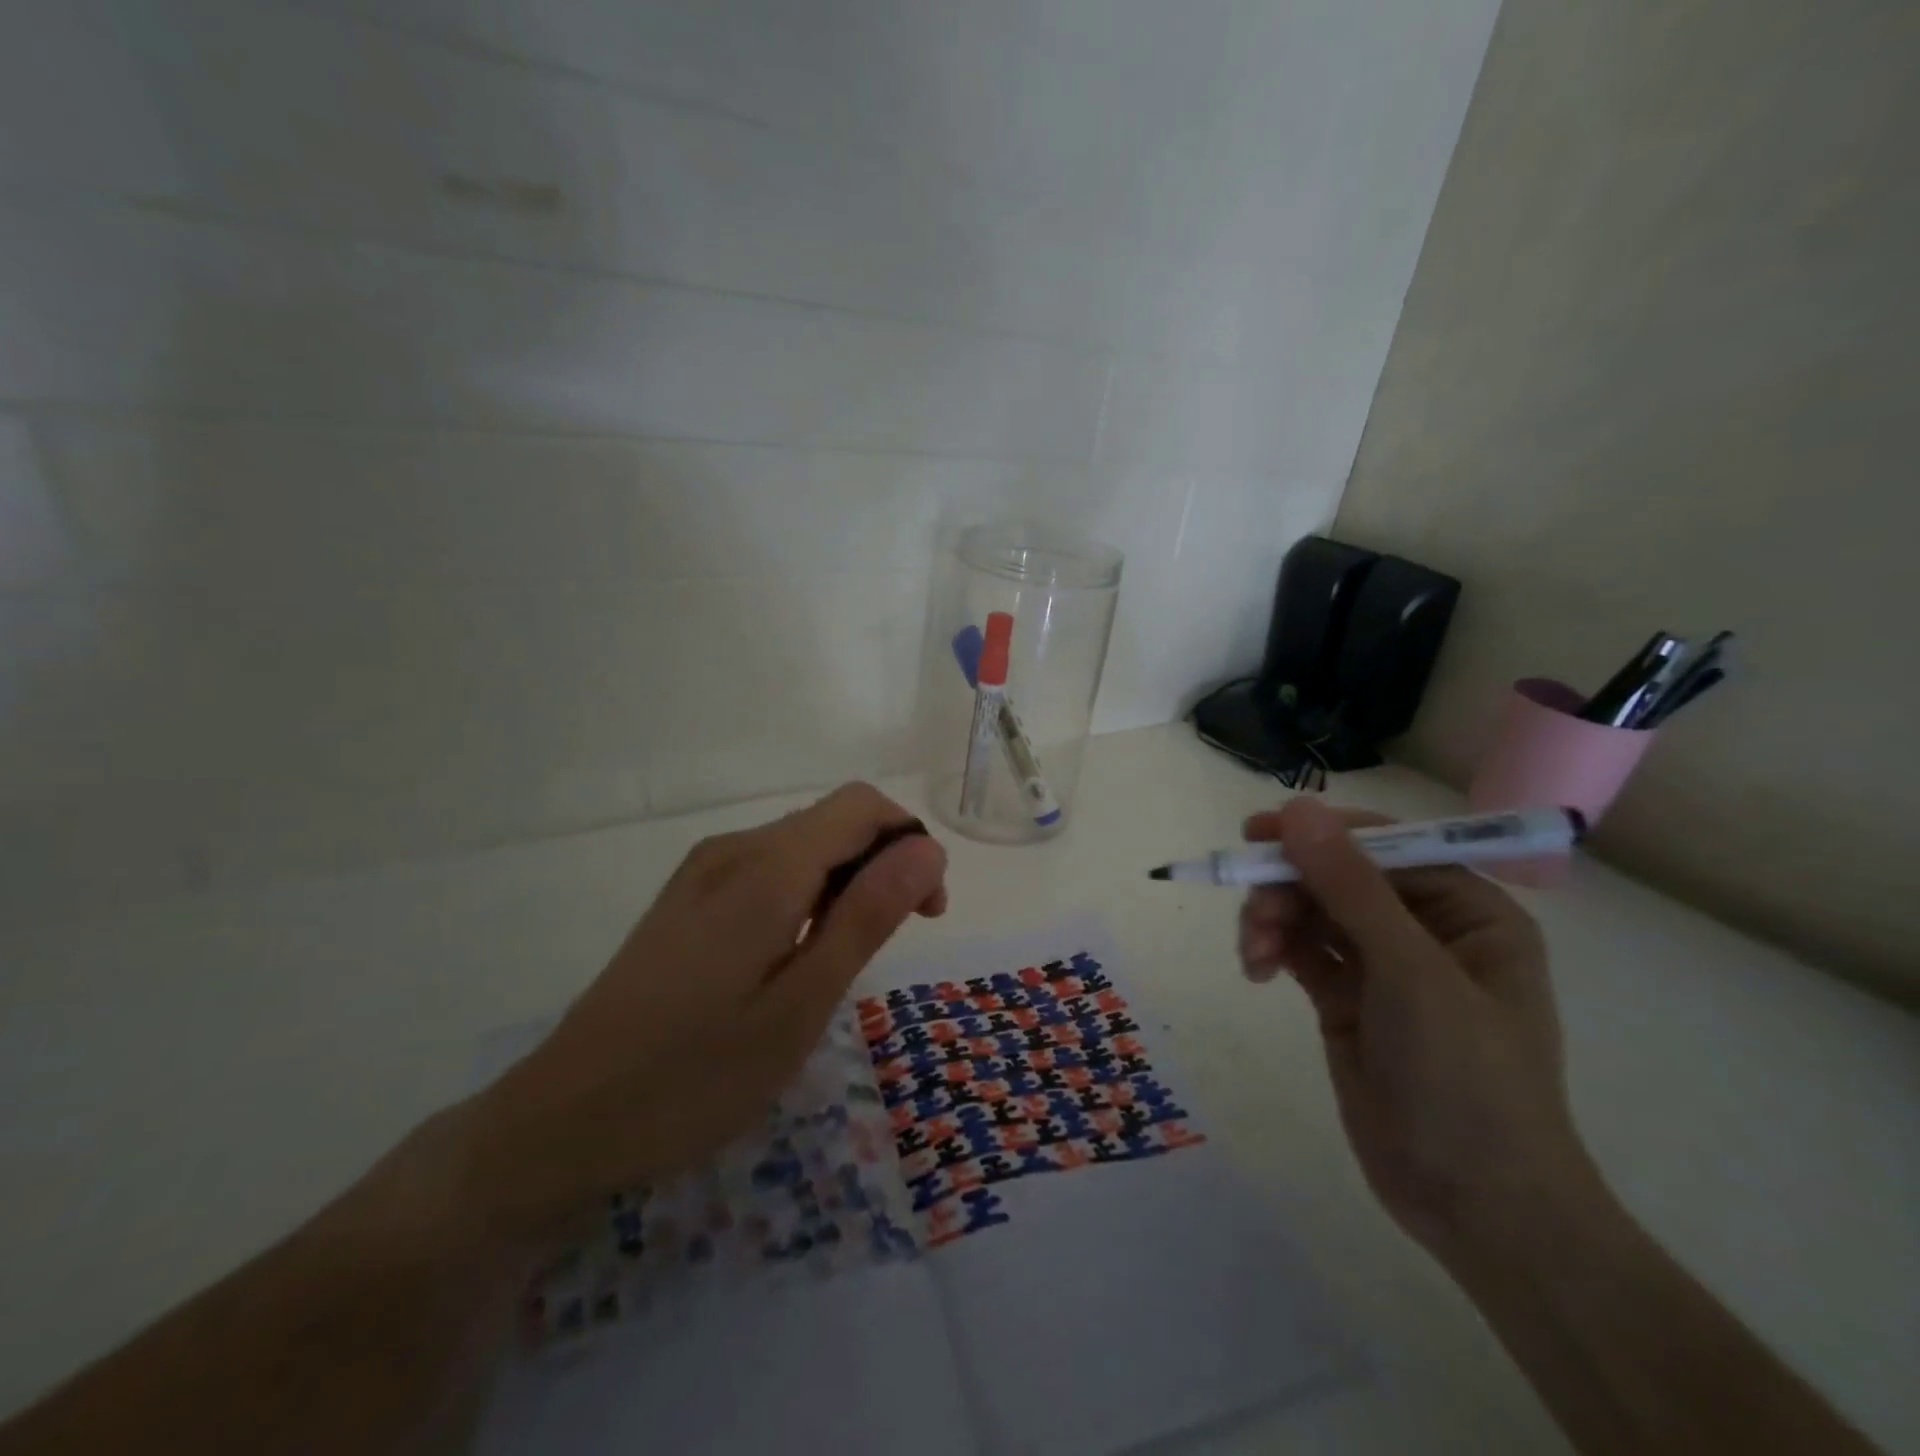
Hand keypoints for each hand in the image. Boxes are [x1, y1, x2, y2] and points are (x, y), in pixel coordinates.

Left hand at [464, 782, 947, 1244]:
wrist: (562, 1120)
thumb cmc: (695, 1075)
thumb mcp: (800, 1005)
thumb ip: (867, 916)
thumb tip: (927, 847)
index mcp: (766, 867)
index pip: (863, 806)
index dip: (910, 844)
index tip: (926, 913)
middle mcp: (734, 847)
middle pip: (835, 820)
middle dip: (884, 863)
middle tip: (891, 943)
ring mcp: (704, 869)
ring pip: (804, 844)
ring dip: (847, 881)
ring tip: (843, 959)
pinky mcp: (688, 896)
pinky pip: (769, 868)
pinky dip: (807, 893)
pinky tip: (794, 955)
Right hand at [1238, 798, 1598, 1263]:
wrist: (1476, 1208)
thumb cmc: (1467, 1080)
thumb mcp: (1410, 973)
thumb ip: (1351, 887)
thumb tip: (1296, 809)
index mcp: (1467, 911)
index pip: (1386, 845)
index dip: (1323, 833)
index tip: (1258, 833)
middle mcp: (1426, 929)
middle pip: (1338, 876)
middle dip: (1290, 887)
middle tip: (1253, 914)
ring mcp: (1383, 966)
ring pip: (1311, 910)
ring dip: (1274, 920)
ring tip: (1253, 954)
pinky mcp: (1347, 999)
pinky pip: (1301, 950)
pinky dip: (1272, 949)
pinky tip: (1255, 970)